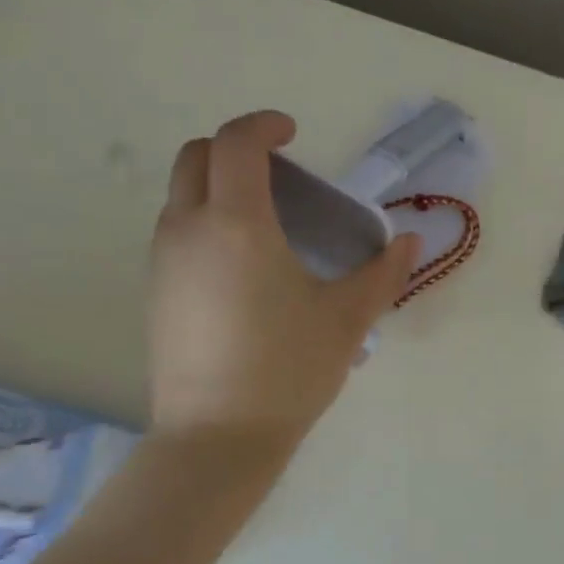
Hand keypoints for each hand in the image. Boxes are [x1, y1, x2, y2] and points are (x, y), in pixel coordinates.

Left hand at [147, 111, 419, 450]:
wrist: (217, 438)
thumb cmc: (288, 371)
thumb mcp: (346, 320)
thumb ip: (382, 274)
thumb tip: (409, 243)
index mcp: (237, 224)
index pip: (237, 143)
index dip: (264, 125)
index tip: (292, 133)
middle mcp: (188, 230)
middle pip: (195, 157)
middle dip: (233, 149)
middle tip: (277, 176)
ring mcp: (163, 263)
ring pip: (180, 197)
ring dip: (215, 189)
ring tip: (263, 226)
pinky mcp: (154, 294)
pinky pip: (175, 235)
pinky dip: (203, 225)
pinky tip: (240, 271)